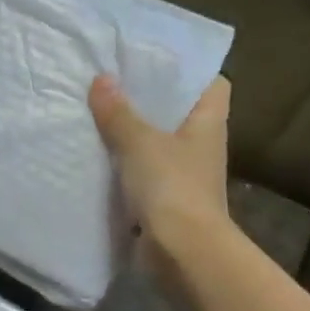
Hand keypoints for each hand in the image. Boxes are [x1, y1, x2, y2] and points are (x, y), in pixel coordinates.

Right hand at [89, 75, 232, 260]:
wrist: (183, 252)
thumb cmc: (172, 186)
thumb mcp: (140, 142)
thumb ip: (119, 111)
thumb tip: (102, 79)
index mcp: (208, 124)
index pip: (213, 85)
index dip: (190, 70)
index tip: (156, 58)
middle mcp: (201, 145)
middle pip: (179, 111)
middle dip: (149, 97)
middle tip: (113, 77)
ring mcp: (184, 173)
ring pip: (157, 140)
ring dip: (132, 129)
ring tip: (98, 108)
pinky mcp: (165, 197)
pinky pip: (142, 168)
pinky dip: (123, 160)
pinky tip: (96, 150)